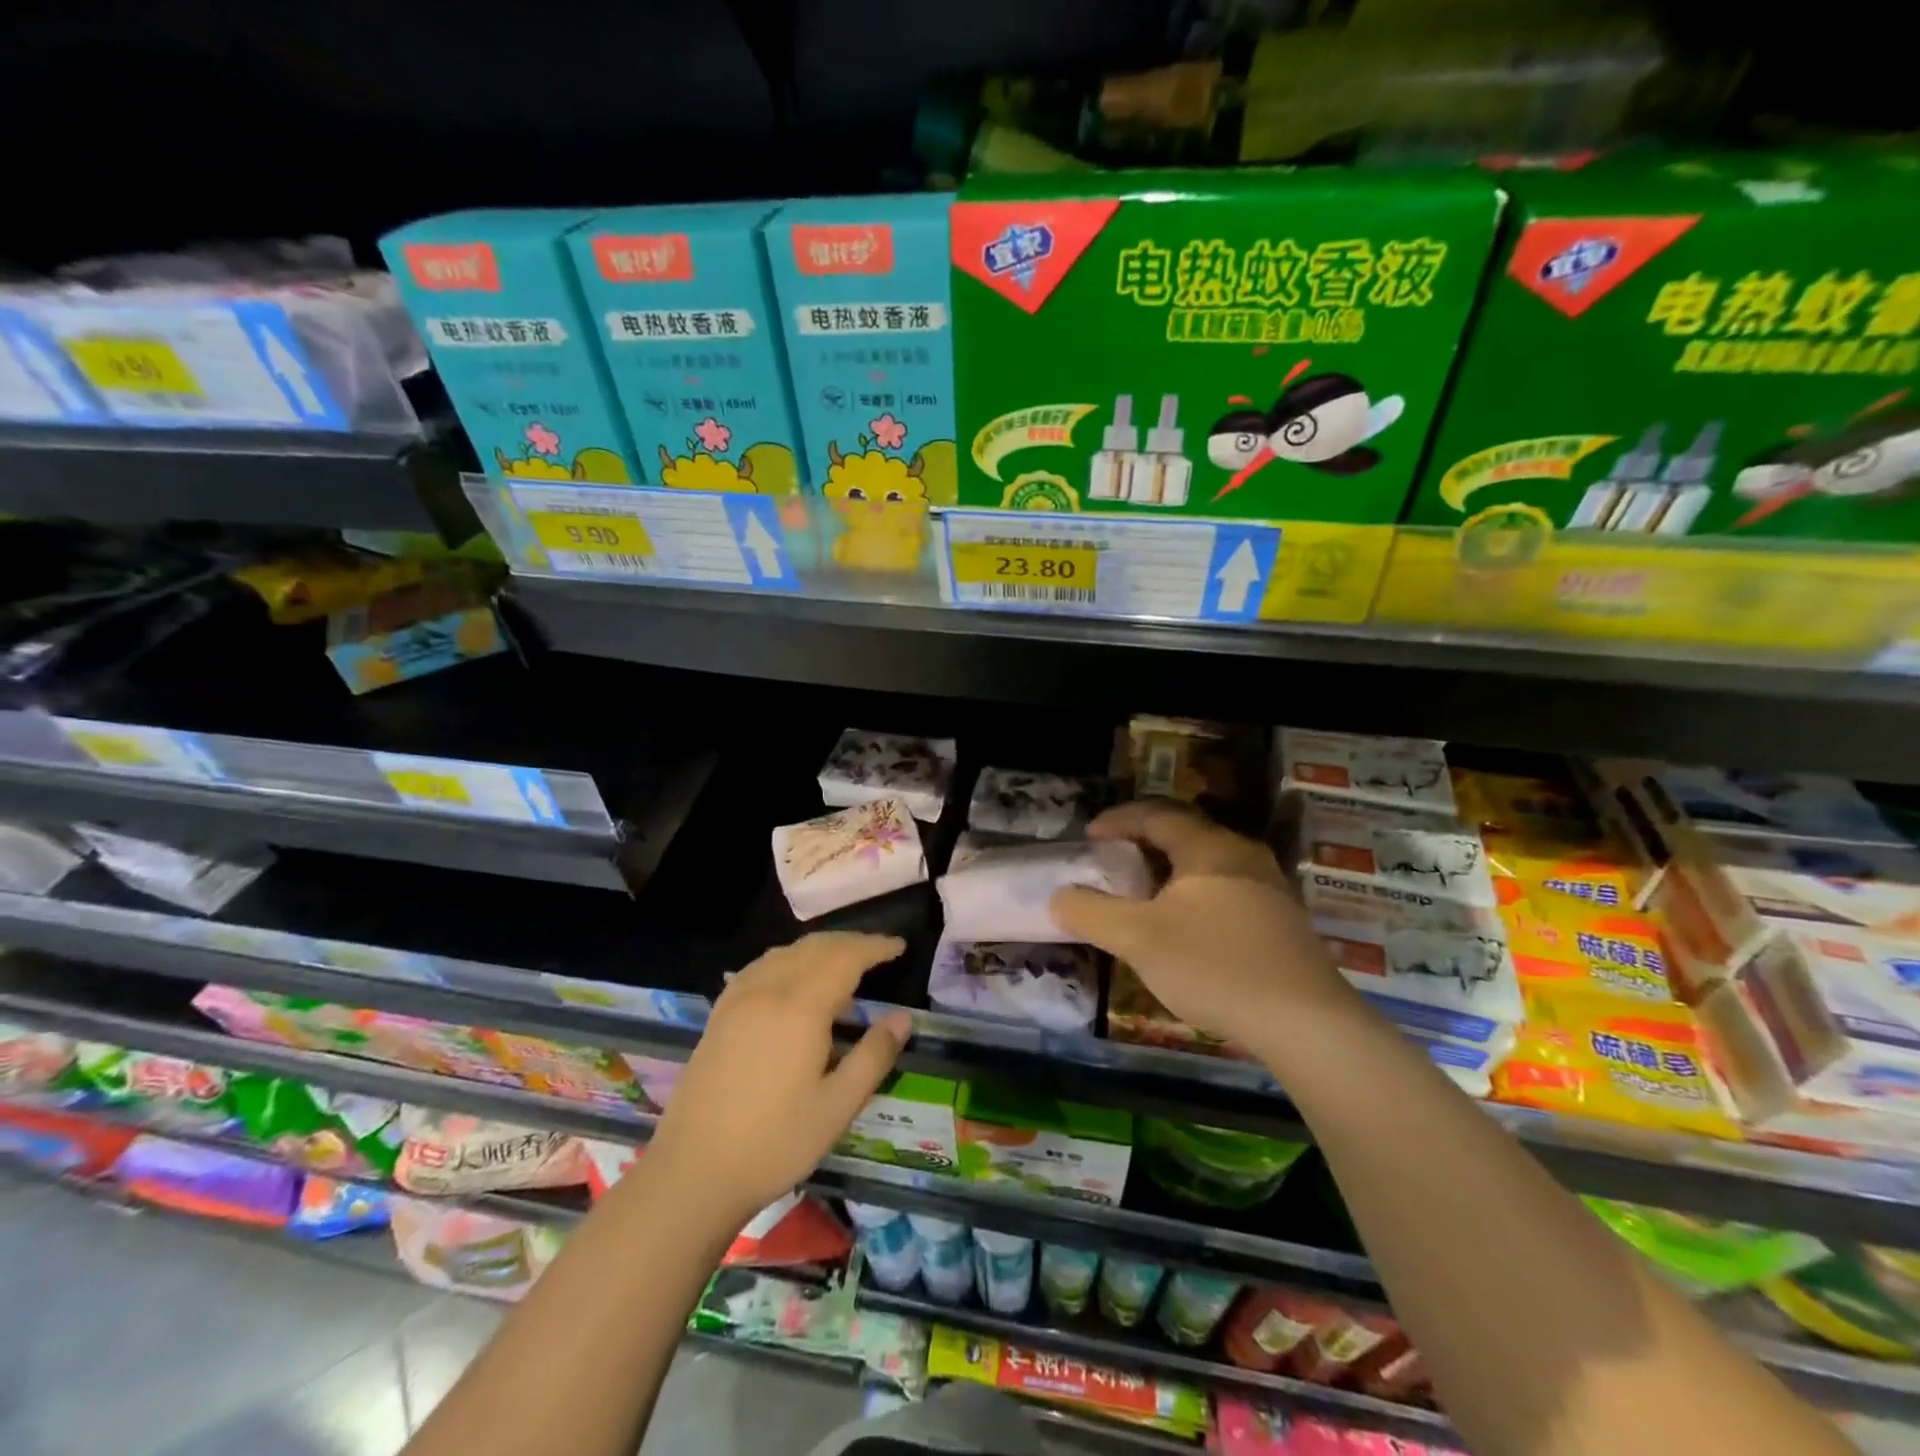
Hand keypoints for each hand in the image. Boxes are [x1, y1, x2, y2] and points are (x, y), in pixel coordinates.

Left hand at [645, 932, 910, 1222]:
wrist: (692, 1173)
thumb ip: (873, 1056)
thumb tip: (903, 1018)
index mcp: (801, 1008)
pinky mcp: (720, 1014)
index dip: (875, 947)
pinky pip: (761, 966)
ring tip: (843, 961)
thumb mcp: (837, 1107)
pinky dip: (788, 958)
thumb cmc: (774, 1143)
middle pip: (815, 947)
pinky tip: (793, 977)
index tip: (899, 946)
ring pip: (786, 952)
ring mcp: (738, 999)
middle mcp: (768, 990)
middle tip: (879, 952)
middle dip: (850, 942)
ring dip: (820, 948)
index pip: (845, 958)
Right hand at [1050, 799, 1351, 1043]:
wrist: (1307, 1023)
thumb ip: (1092, 913)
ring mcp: (1270, 888)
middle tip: (1114, 861)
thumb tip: (1058, 896)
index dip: (1118, 820)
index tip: (1089, 836)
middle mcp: (1243, 856)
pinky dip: (1195, 895)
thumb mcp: (1138, 938)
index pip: (1156, 815)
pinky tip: (1188, 930)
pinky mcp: (1283, 923)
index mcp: (1209, 848)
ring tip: (1145, 895)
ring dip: (1171, 872)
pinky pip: (1228, 890)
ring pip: (1209, 864)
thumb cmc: (1214, 965)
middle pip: (1186, 834)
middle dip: (1144, 843)